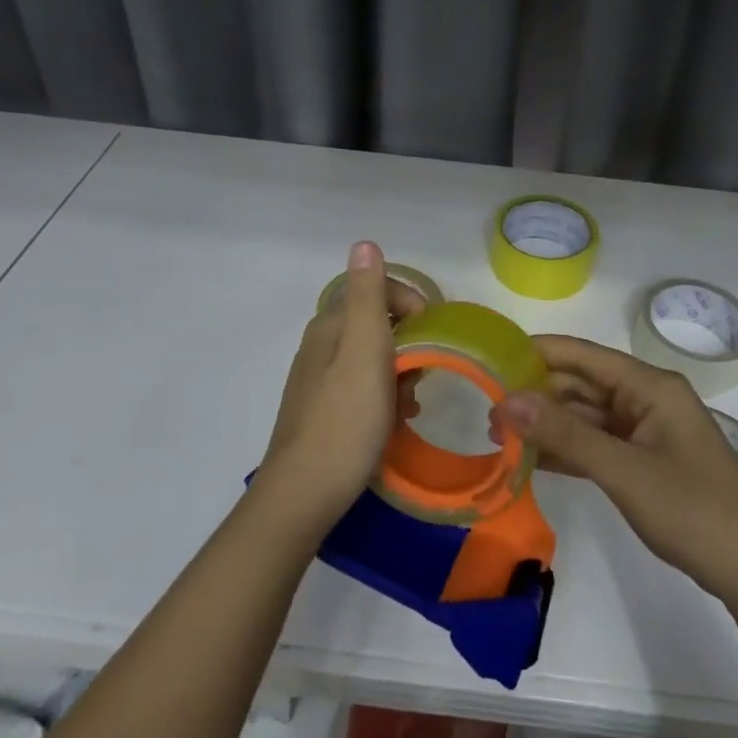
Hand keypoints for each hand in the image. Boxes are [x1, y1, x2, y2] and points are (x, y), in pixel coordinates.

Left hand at [252, 241, 426, 533]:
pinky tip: (394, 421)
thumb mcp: (364, 352)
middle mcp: (321, 345)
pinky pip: (363, 387)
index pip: (378, 290)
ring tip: (411, 403)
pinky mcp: (323, 409)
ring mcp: (319, 379)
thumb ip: (367, 297)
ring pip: (373, 358)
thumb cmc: (345, 421)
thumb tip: (363, 243)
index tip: (433, 338)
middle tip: (422, 376)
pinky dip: (385, 396)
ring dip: (400, 373)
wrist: (304, 494)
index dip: (412, 305)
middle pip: (377, 324)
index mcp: (330, 326)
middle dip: (409, 344)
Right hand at [493, 337, 737, 605]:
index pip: (582, 355)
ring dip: (547, 424)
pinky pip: (596, 444)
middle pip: (581, 384)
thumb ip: (564, 435)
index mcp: (649, 386)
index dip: (536, 353)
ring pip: (585, 416)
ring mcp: (645, 431)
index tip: (490, 358)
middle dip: (536, 393)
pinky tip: (531, 459)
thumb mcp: (623, 470)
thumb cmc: (692, 509)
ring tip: (497, 434)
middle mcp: (646, 399)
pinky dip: (566, 449)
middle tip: (485, 408)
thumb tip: (506, 401)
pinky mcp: (643, 461)